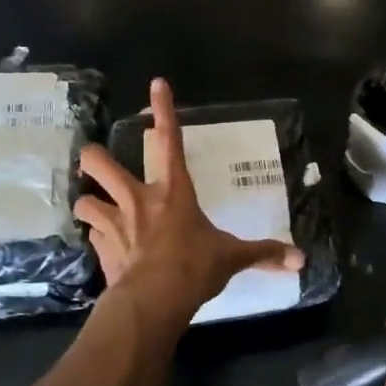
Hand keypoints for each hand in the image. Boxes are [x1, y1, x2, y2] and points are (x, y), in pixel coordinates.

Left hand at [75, 78, 303, 314]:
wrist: (154, 301)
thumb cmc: (193, 267)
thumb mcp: (231, 258)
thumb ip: (263, 254)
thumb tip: (300, 259)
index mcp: (173, 191)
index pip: (169, 141)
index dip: (163, 110)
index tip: (156, 84)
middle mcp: (139, 200)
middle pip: (101, 164)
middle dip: (94, 157)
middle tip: (93, 158)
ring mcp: (115, 224)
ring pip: (85, 201)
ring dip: (89, 202)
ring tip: (93, 206)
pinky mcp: (102, 249)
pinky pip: (92, 236)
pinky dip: (96, 237)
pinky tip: (103, 243)